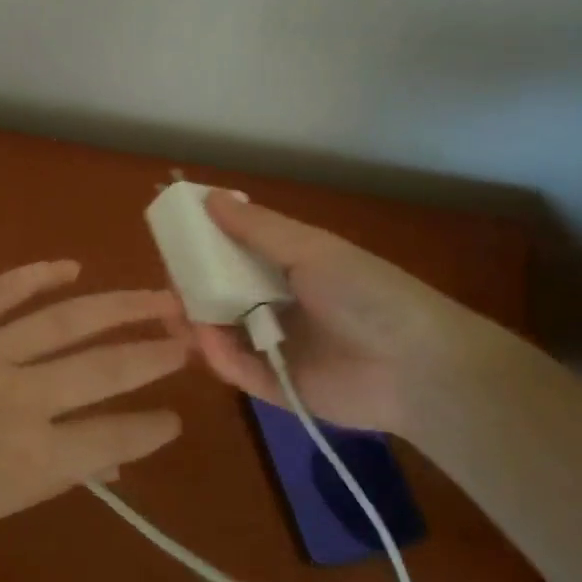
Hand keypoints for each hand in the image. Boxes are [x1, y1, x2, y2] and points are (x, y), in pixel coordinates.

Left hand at [0, 261, 188, 554]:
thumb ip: (51, 476)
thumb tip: (107, 457)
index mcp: (33, 459)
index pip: (113, 436)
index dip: (152, 427)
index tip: (175, 416)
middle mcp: (22, 399)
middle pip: (105, 368)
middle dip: (153, 353)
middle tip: (187, 339)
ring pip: (65, 321)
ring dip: (117, 306)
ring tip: (156, 297)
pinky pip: (0, 292)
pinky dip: (37, 275)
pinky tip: (69, 266)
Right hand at [188, 191, 498, 437]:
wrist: (416, 367)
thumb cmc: (365, 294)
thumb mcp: (311, 249)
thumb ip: (256, 228)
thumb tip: (208, 196)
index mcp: (290, 269)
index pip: (235, 255)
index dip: (204, 247)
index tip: (173, 240)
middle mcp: (279, 305)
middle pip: (223, 295)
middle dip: (192, 289)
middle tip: (165, 284)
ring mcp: (275, 346)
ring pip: (223, 332)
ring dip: (196, 322)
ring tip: (172, 315)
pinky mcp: (274, 385)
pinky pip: (236, 367)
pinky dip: (218, 354)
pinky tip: (206, 340)